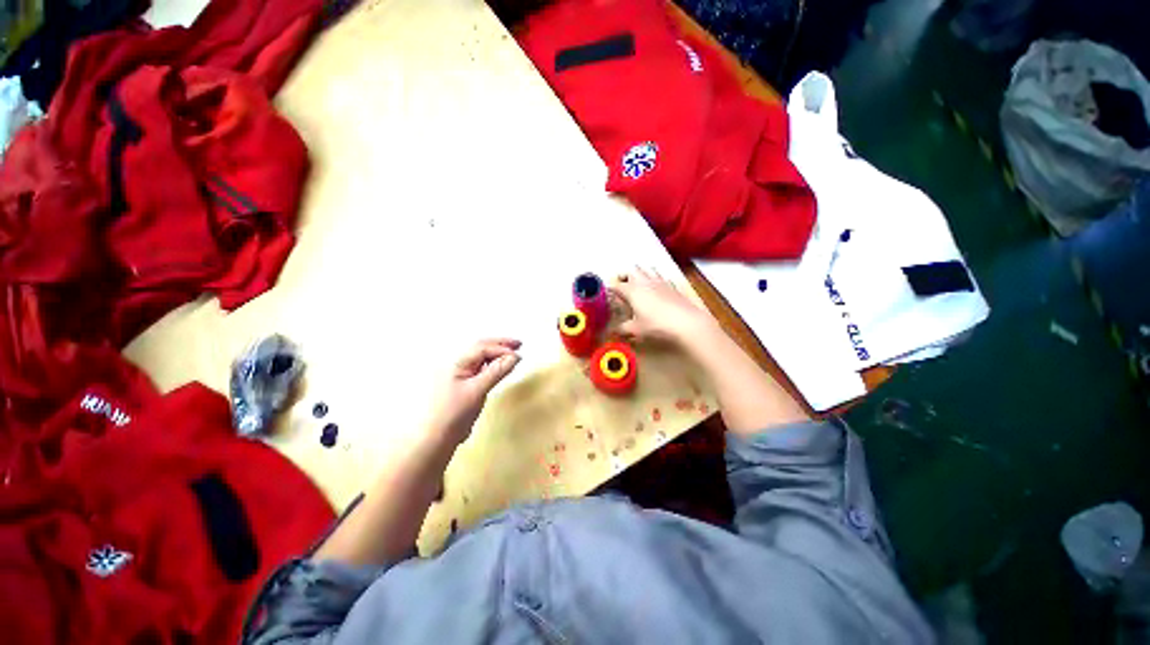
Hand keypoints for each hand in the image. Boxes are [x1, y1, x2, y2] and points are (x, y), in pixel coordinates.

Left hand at [423, 339, 521, 443]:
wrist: (439, 437)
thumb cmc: (455, 412)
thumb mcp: (477, 390)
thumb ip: (497, 371)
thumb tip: (515, 357)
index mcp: (457, 362)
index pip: (482, 348)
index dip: (501, 349)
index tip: (518, 355)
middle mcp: (459, 364)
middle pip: (482, 347)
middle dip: (501, 344)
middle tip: (519, 344)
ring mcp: (463, 373)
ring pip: (483, 356)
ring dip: (498, 352)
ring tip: (514, 352)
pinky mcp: (467, 383)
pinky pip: (483, 367)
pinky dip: (495, 363)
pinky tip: (503, 365)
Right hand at [612, 268, 714, 344]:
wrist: (686, 322)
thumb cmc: (656, 325)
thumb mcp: (636, 330)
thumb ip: (622, 329)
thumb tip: (612, 331)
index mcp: (632, 290)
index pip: (617, 285)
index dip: (610, 289)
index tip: (607, 294)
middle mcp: (645, 282)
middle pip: (631, 270)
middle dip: (624, 276)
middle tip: (622, 286)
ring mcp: (660, 282)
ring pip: (647, 269)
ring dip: (640, 273)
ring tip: (638, 284)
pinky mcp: (672, 286)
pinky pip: (660, 277)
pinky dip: (655, 279)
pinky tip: (656, 288)